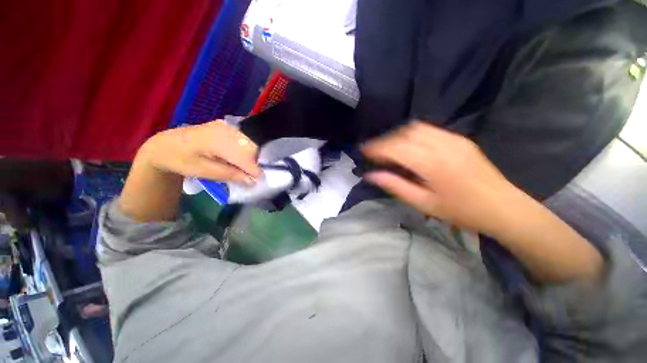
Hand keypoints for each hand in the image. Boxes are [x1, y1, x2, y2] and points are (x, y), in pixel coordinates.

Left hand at [140, 121, 261, 182]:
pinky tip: (240, 159)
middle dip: (254, 163)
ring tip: (245, 169)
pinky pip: (244, 140)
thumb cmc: (181, 160)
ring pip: (250, 143)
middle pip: (251, 147)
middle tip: (251, 176)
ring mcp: (227, 126)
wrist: (165, 145)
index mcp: (217, 139)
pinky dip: (246, 151)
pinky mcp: (227, 127)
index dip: (254, 169)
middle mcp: (226, 129)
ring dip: (251, 158)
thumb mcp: (203, 171)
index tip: (259, 181)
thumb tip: (252, 180)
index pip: (245, 156)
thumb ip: (230, 174)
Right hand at [362, 122, 519, 235]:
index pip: (396, 148)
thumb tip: (371, 175)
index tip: (363, 150)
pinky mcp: (459, 139)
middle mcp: (442, 145)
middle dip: (384, 140)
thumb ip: (394, 186)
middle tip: (373, 151)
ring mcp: (453, 139)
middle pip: (404, 134)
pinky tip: (407, 145)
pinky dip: (411, 134)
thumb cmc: (460, 211)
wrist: (502, 207)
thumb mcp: (422, 203)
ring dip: (397, 135)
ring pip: (415, 128)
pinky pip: (429, 129)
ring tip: (388, 148)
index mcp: (432, 164)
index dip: (376, 148)